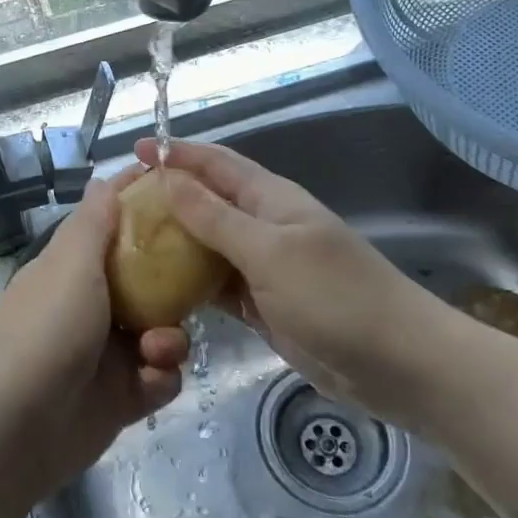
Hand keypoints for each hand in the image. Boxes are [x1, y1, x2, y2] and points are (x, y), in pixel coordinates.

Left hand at [0, 163, 188, 500]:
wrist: (14, 430)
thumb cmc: (46, 331)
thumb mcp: (70, 266)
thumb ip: (93, 223)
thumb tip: (103, 180)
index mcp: (73, 268)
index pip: (111, 223)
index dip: (140, 204)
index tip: (180, 190)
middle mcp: (91, 304)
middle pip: (147, 278)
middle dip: (172, 283)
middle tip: (194, 280)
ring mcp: (107, 352)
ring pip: (161, 329)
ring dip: (169, 338)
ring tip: (156, 349)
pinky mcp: (121, 396)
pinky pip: (160, 376)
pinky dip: (160, 377)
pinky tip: (148, 382)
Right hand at [132, 138, 462, 428]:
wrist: (398, 365)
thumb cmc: (335, 297)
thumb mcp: (269, 252)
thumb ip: (215, 217)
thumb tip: (167, 178)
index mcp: (270, 199)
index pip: (215, 164)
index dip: (177, 154)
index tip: (135, 152)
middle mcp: (264, 225)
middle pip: (207, 202)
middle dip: (168, 198)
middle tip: (120, 207)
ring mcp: (264, 267)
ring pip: (208, 245)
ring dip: (174, 242)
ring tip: (128, 245)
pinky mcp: (263, 304)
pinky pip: (217, 284)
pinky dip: (190, 283)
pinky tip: (158, 290)